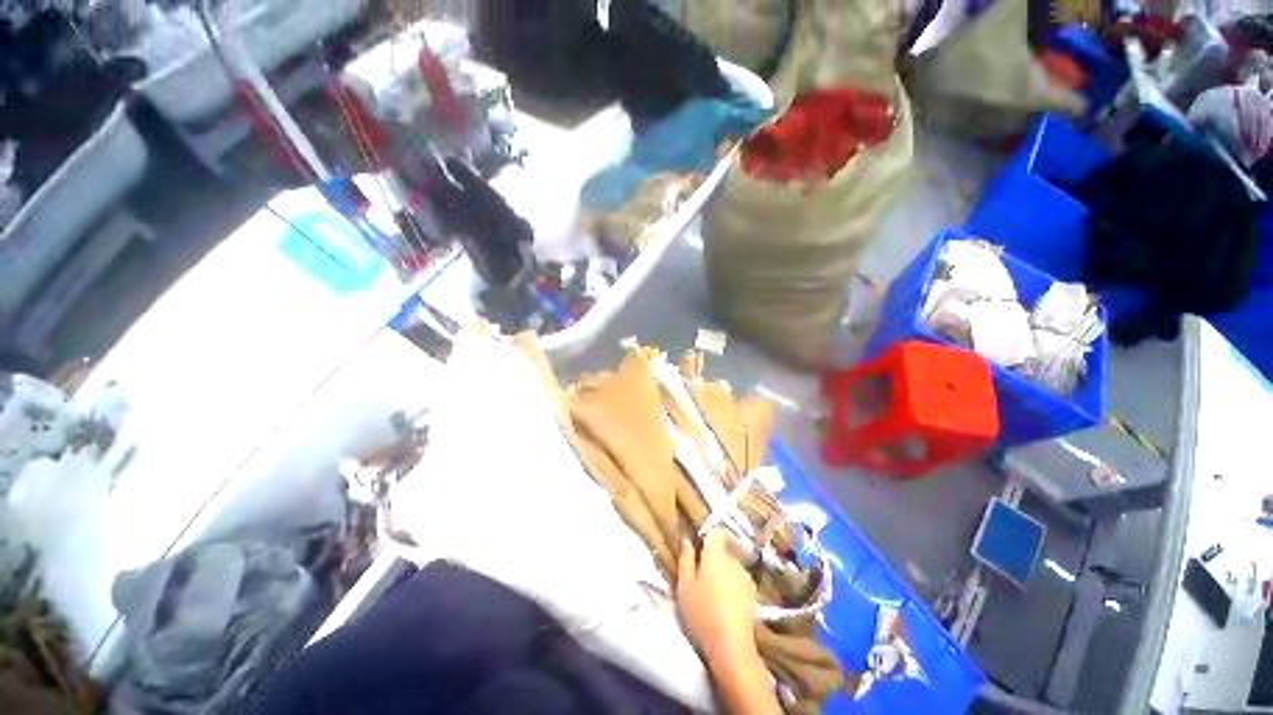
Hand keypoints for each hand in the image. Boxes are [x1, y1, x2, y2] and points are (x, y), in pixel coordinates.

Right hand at [676, 530, 757, 662]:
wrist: (731, 647)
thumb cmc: (702, 612)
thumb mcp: (684, 585)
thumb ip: (685, 558)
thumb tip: (687, 539)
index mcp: (716, 554)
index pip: (716, 531)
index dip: (707, 537)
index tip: (698, 550)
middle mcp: (734, 560)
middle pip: (723, 550)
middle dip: (713, 559)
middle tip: (700, 578)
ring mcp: (746, 578)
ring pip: (731, 567)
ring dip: (723, 574)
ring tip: (712, 595)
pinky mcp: (754, 596)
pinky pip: (739, 583)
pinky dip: (732, 588)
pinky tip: (725, 606)